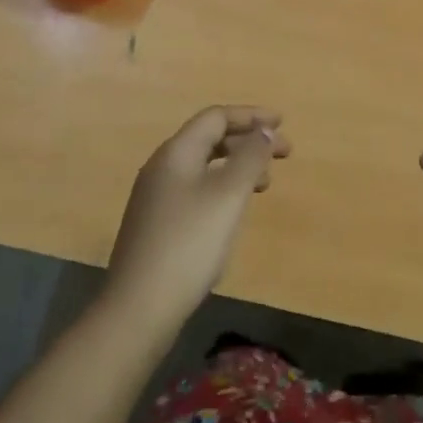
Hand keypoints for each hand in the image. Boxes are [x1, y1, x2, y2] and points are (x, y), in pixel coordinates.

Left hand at [105, 106, 290, 337]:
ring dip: (237, 166)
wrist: (140, 307)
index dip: (251, 116)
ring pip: (203, 166)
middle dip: (248, 141)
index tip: (282, 124)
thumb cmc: (190, 244)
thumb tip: (264, 130)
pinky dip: (222, 188)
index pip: (216, 118)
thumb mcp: (228, 196)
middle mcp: (161, 168)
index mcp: (176, 153)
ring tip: (265, 185)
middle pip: (209, 139)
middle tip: (283, 155)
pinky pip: (196, 189)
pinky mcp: (157, 224)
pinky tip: (233, 211)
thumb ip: (250, 157)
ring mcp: (156, 197)